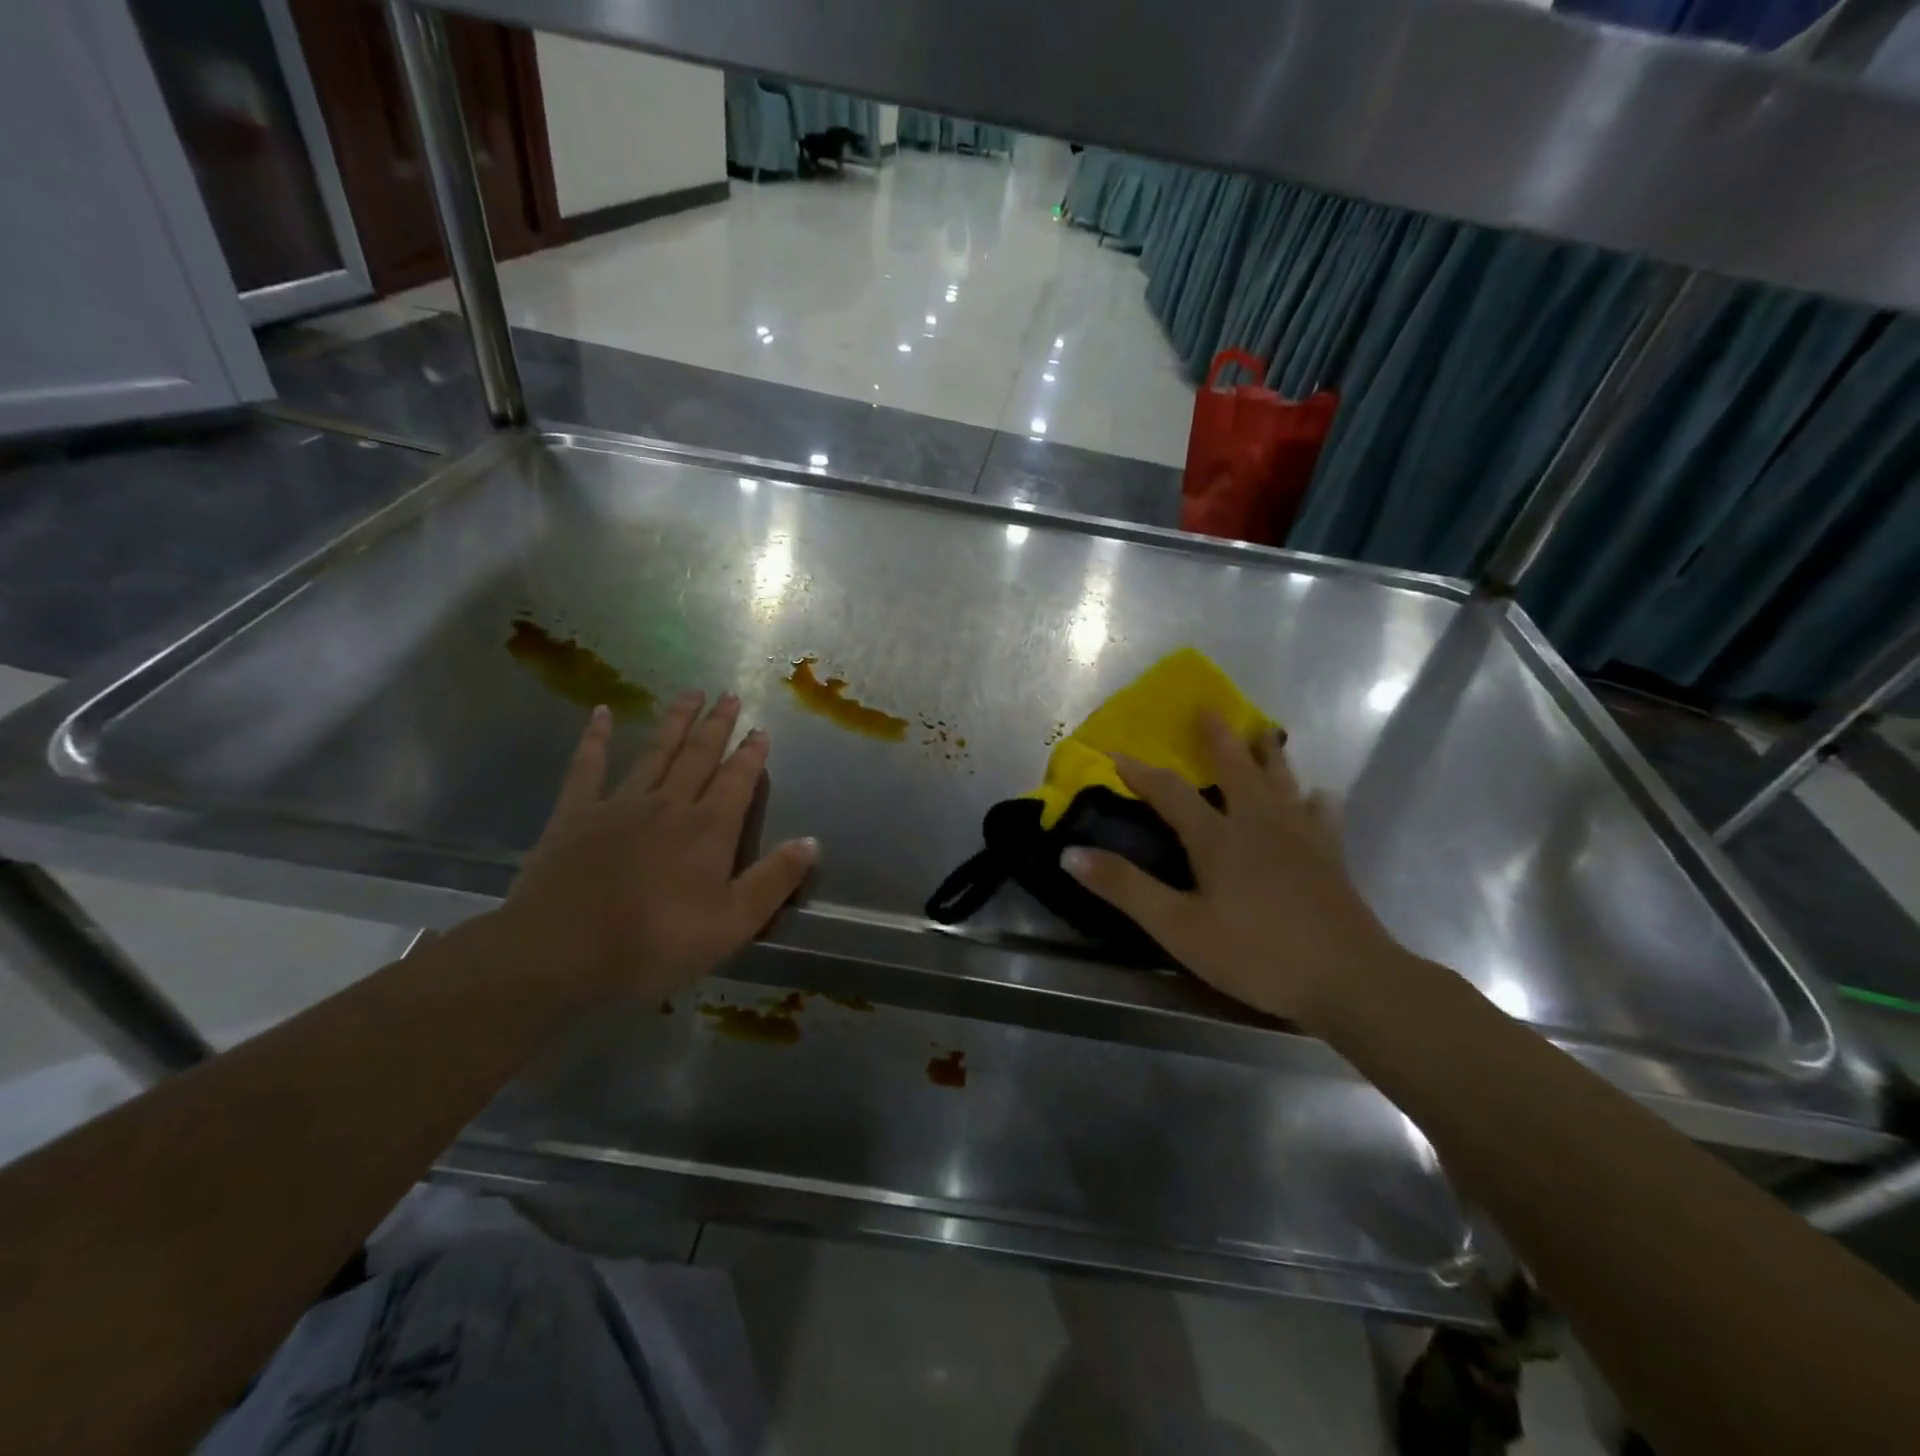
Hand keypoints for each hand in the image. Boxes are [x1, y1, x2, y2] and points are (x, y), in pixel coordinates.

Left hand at [499, 691, 817, 1002]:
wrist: (561, 951)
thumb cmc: (655, 943)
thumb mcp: (732, 924)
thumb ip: (774, 880)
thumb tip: (812, 842)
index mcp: (708, 829)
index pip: (737, 781)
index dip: (751, 755)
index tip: (761, 730)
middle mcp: (669, 804)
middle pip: (699, 755)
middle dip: (718, 725)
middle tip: (730, 695)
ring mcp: (619, 803)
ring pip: (655, 751)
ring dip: (675, 721)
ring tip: (691, 692)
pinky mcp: (575, 813)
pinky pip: (587, 766)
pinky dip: (594, 738)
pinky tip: (599, 712)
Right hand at [1061, 714, 1398, 1027]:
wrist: (1349, 979)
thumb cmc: (1256, 954)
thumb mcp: (1178, 927)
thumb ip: (1125, 887)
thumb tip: (1070, 853)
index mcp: (1218, 837)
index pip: (1170, 791)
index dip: (1141, 772)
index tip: (1117, 752)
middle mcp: (1259, 823)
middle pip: (1236, 769)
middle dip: (1217, 738)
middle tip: (1208, 708)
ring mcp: (1301, 836)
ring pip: (1281, 781)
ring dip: (1268, 755)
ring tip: (1263, 733)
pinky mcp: (1330, 856)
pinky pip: (1321, 814)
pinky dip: (1314, 799)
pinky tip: (1318, 796)